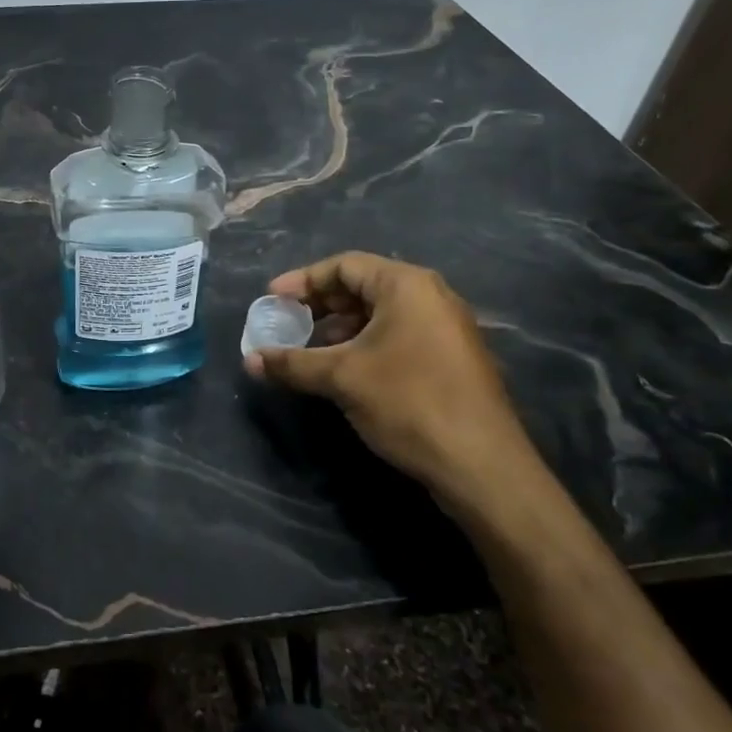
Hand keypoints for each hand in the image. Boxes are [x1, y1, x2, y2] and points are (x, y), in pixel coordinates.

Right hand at [243, 252, 546, 526]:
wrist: (481, 465)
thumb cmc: (408, 402)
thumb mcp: (342, 378)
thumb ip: (292, 363)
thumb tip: (249, 360)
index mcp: (406, 285)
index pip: (344, 266)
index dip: (302, 280)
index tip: (271, 300)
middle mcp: (430, 296)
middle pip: (362, 286)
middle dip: (320, 305)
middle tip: (286, 323)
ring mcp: (445, 327)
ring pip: (380, 314)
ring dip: (340, 328)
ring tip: (308, 350)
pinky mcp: (450, 357)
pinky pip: (398, 335)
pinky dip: (364, 344)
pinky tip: (343, 370)